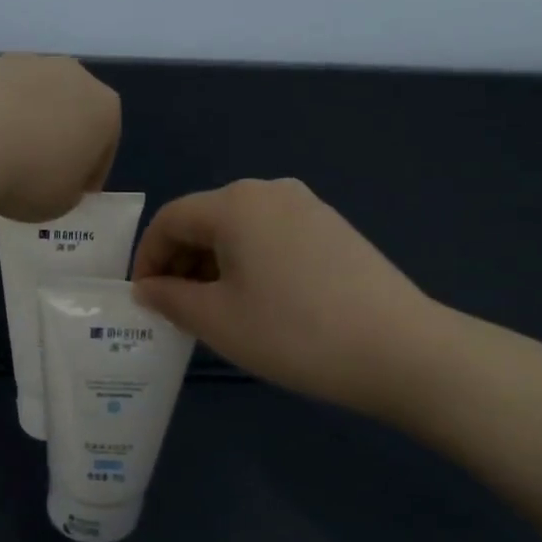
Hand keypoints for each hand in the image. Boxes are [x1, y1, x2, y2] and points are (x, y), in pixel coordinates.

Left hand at [0, 54, 119, 221]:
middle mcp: (73, 75)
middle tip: (40, 172)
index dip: (90, 174)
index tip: (73, 193)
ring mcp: (27, 61)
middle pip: (73, 112)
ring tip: (4, 156)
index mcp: (104, 109)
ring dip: (27, 123)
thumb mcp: (61, 204)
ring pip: (35, 98)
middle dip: (61, 138)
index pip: (106, 147)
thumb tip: (59, 177)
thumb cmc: (27, 178)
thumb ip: (70, 189)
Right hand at [132, 179, 457, 417]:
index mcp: (235, 204)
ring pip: (240, 230)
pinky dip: (249, 264)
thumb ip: (170, 299)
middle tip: (175, 310)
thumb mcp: (217, 320)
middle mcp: (270, 191)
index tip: (143, 299)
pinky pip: (272, 238)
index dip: (147, 258)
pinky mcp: (333, 229)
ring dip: (214, 265)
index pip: (170, 219)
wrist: (398, 349)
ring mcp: (308, 207)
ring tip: (214, 312)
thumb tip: (147, 288)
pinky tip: (258, 303)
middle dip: (181, 263)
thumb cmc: (292, 332)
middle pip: (206, 220)